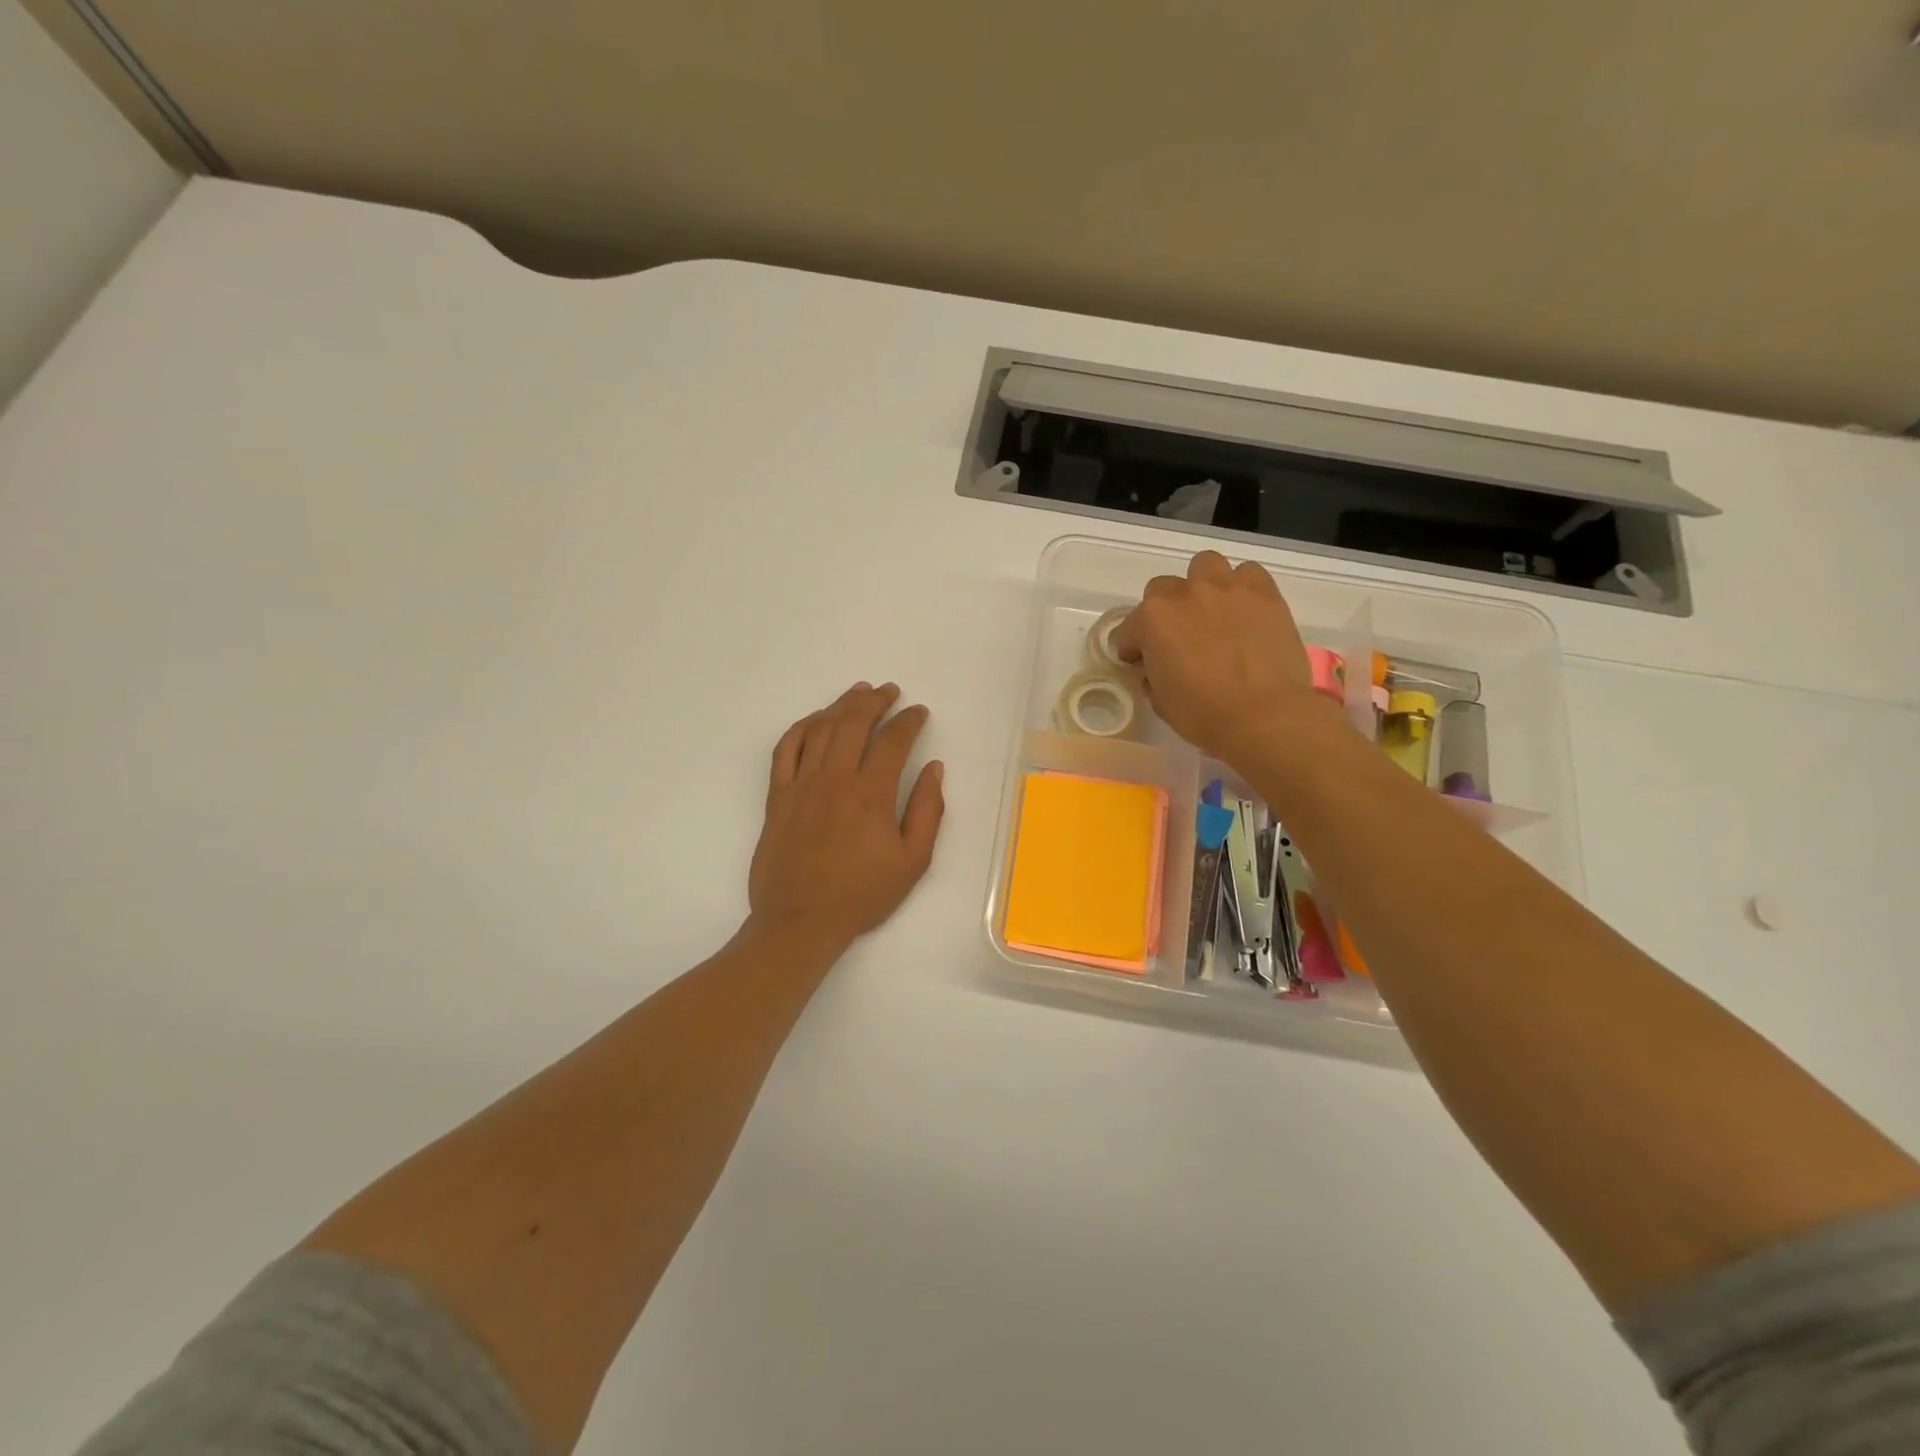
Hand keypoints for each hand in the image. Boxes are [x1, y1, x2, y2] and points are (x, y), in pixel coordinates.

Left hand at [749, 682, 945, 945]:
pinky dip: (803, 727)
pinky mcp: (777, 796)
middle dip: (875, 701)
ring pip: (821, 729)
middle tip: (889, 691)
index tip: (919, 712)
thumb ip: (927, 811)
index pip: (893, 741)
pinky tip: (816, 720)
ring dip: (841, 705)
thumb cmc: (862, 894)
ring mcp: (801, 784)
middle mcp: (834, 779)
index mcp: (871, 794)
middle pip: (853, 722)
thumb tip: (935, 769)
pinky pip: (786, 748)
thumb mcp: (913, 861)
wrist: (800, 921)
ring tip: (858, 693)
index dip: (909, 721)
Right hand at [1112, 550, 1322, 760]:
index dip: (1133, 648)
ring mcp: (1227, 589)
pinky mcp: (1265, 593)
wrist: (1265, 716)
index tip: (1141, 663)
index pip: (1129, 628)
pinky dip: (1243, 587)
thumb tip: (1157, 670)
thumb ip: (1153, 676)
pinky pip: (1248, 574)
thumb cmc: (1204, 715)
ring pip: (1206, 565)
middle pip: (1163, 588)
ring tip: (1212, 612)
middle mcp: (1186, 594)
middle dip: (1165, 611)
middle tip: (1178, 638)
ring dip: (1202, 585)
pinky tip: (1245, 611)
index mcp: (1153, 620)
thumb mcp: (1161, 702)